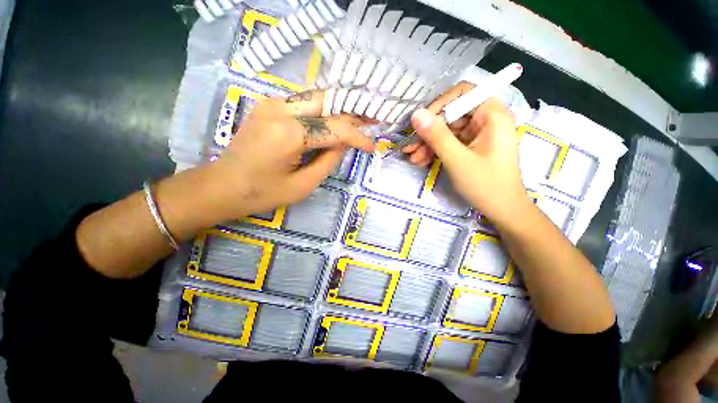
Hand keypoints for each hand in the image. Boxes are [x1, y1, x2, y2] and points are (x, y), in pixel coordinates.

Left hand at [207, 90, 375, 219]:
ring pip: (317, 99)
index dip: (358, 137)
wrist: (221, 186)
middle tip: (371, 120)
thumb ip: (328, 161)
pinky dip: (323, 111)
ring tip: (358, 120)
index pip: (336, 129)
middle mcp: (281, 109)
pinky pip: (304, 104)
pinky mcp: (269, 106)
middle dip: (352, 112)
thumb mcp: (303, 185)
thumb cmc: (262, 193)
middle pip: (328, 102)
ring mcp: (273, 104)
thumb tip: (344, 144)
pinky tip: (333, 121)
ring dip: (339, 109)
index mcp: (290, 133)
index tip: (372, 146)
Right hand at [406, 82, 527, 224]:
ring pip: (447, 132)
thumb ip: (436, 136)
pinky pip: (450, 143)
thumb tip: (416, 114)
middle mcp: (486, 120)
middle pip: (451, 115)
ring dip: (428, 144)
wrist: (502, 210)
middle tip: (410, 147)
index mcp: (492, 115)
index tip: (421, 123)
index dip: (439, 105)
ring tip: (413, 159)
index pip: (462, 94)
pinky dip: (436, 151)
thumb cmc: (485, 184)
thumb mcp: (457, 159)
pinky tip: (421, 161)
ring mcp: (479, 135)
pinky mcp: (472, 148)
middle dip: (428, 132)